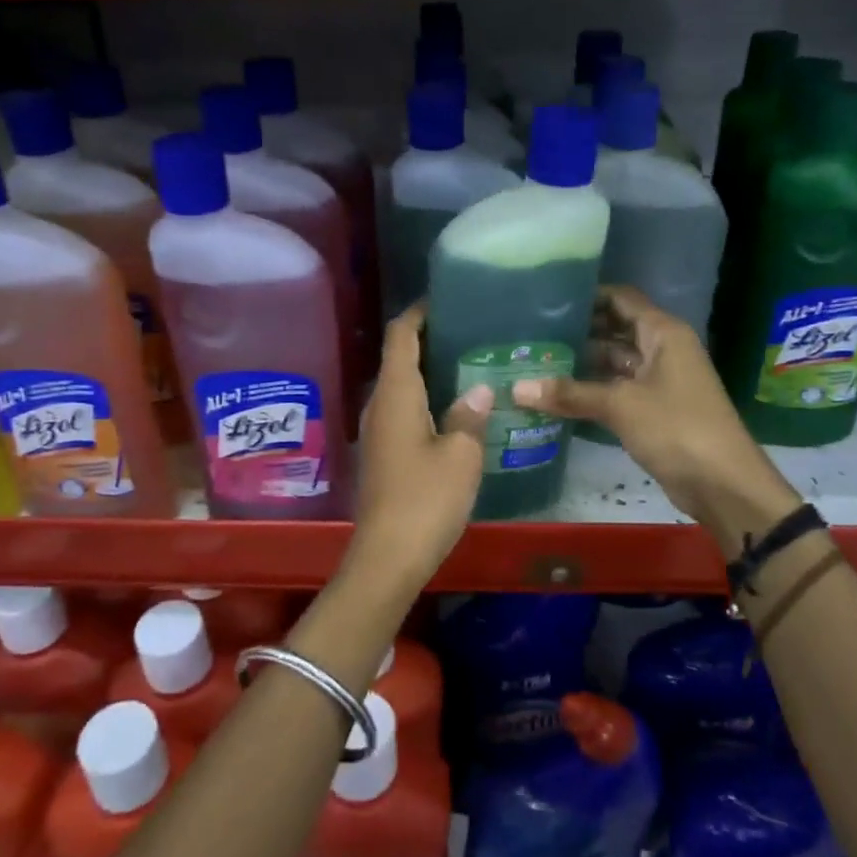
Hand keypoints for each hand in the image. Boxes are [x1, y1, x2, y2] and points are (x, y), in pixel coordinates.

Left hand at [351, 303, 491, 582]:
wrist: (388, 557)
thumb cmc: (426, 499)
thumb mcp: (461, 455)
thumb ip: (469, 415)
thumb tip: (479, 389)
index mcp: (395, 394)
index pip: (400, 336)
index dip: (418, 313)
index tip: (444, 299)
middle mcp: (379, 406)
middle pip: (398, 358)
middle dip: (429, 340)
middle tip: (470, 332)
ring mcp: (377, 432)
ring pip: (401, 387)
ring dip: (428, 372)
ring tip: (469, 365)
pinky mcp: (382, 455)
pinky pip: (402, 411)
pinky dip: (425, 399)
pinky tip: (454, 409)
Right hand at [512, 287, 796, 532]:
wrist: (723, 484)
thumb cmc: (677, 428)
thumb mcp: (621, 406)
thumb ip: (570, 394)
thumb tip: (516, 389)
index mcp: (663, 333)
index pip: (621, 299)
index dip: (587, 296)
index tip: (546, 301)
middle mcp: (662, 350)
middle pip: (615, 329)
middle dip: (578, 332)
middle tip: (532, 333)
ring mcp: (658, 381)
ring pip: (614, 362)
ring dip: (581, 363)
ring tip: (536, 361)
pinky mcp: (653, 410)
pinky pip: (616, 390)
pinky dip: (591, 391)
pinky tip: (556, 395)